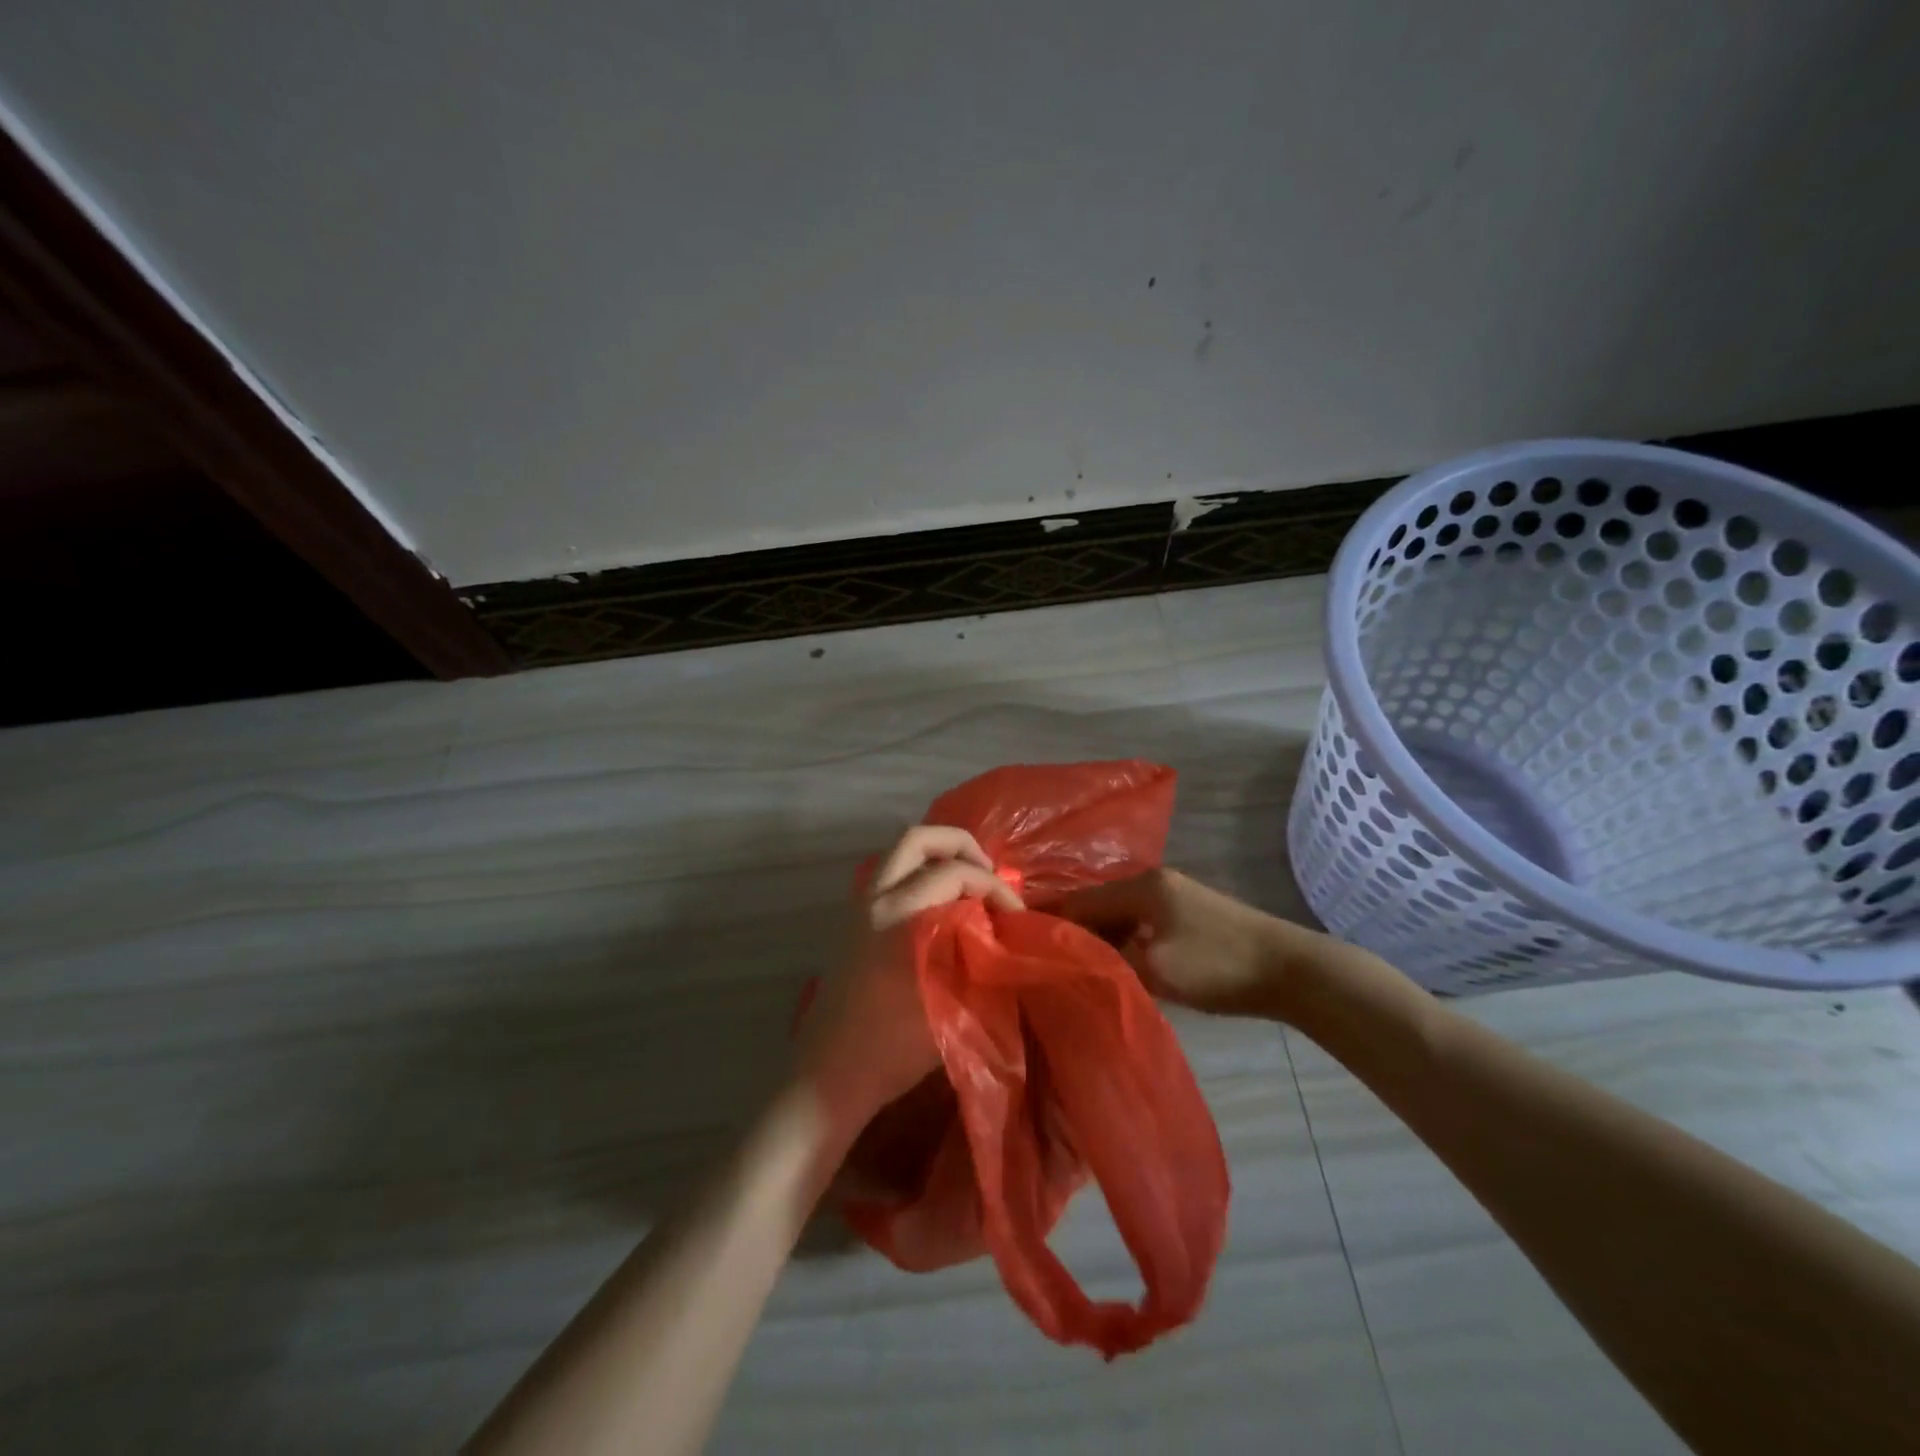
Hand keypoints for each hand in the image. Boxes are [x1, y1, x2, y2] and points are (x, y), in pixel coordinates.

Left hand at [796, 826, 1022, 1130]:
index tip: (1016, 914)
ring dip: (938, 856)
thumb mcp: (952, 1007)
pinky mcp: (852, 921)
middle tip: (989, 873)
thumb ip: (979, 960)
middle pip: (918, 838)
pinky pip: (890, 874)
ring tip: (969, 884)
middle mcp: (875, 898)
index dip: (994, 887)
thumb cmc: (893, 1047)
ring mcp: (858, 906)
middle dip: (961, 845)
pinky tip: (941, 906)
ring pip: (899, 853)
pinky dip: (919, 873)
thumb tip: (1002, 935)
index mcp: (899, 915)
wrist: (831, 1075)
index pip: (956, 874)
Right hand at [1053, 868, 1300, 1018]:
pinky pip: (1139, 923)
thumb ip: (1109, 960)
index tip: (1022, 941)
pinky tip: (1112, 962)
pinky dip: (1121, 940)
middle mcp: (1154, 882)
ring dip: (1098, 937)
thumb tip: (1073, 958)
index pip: (1080, 899)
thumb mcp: (1156, 968)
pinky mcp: (1188, 916)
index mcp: (1142, 886)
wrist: (1292, 971)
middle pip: (1098, 904)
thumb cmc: (1218, 965)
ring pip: (1119, 915)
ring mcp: (1174, 897)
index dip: (1050, 920)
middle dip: (1072, 929)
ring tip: (1071, 964)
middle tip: (1044, 958)